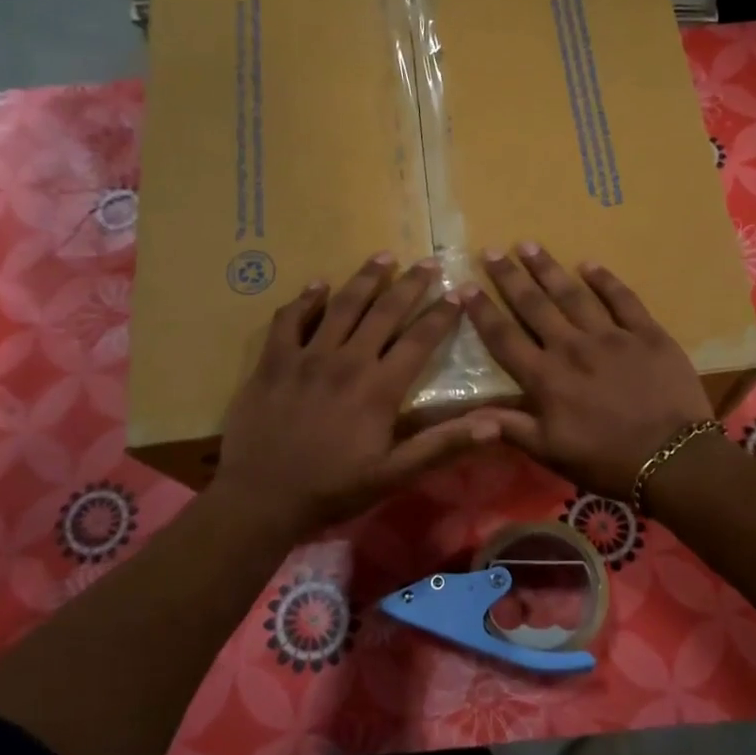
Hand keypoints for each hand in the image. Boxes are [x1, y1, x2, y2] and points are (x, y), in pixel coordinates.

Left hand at [214, 252, 500, 537]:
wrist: (261, 498)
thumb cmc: (333, 489)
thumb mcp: (394, 475)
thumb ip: (442, 445)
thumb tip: (495, 424)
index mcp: (378, 388)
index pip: (418, 340)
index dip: (441, 315)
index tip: (457, 292)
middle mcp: (346, 361)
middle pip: (383, 312)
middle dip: (409, 285)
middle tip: (427, 262)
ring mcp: (306, 357)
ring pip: (341, 306)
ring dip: (365, 279)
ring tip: (383, 256)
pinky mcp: (273, 361)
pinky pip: (289, 319)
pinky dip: (305, 299)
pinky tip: (317, 284)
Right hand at [462, 243, 712, 498]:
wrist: (673, 459)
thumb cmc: (606, 460)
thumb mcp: (551, 453)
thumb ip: (511, 428)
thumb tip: (469, 415)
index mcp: (546, 378)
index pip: (504, 337)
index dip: (482, 311)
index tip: (464, 286)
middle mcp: (572, 347)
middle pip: (534, 306)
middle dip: (510, 277)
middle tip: (493, 251)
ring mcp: (611, 336)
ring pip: (573, 294)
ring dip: (549, 269)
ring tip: (530, 245)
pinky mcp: (647, 333)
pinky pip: (622, 298)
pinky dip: (605, 280)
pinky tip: (589, 264)